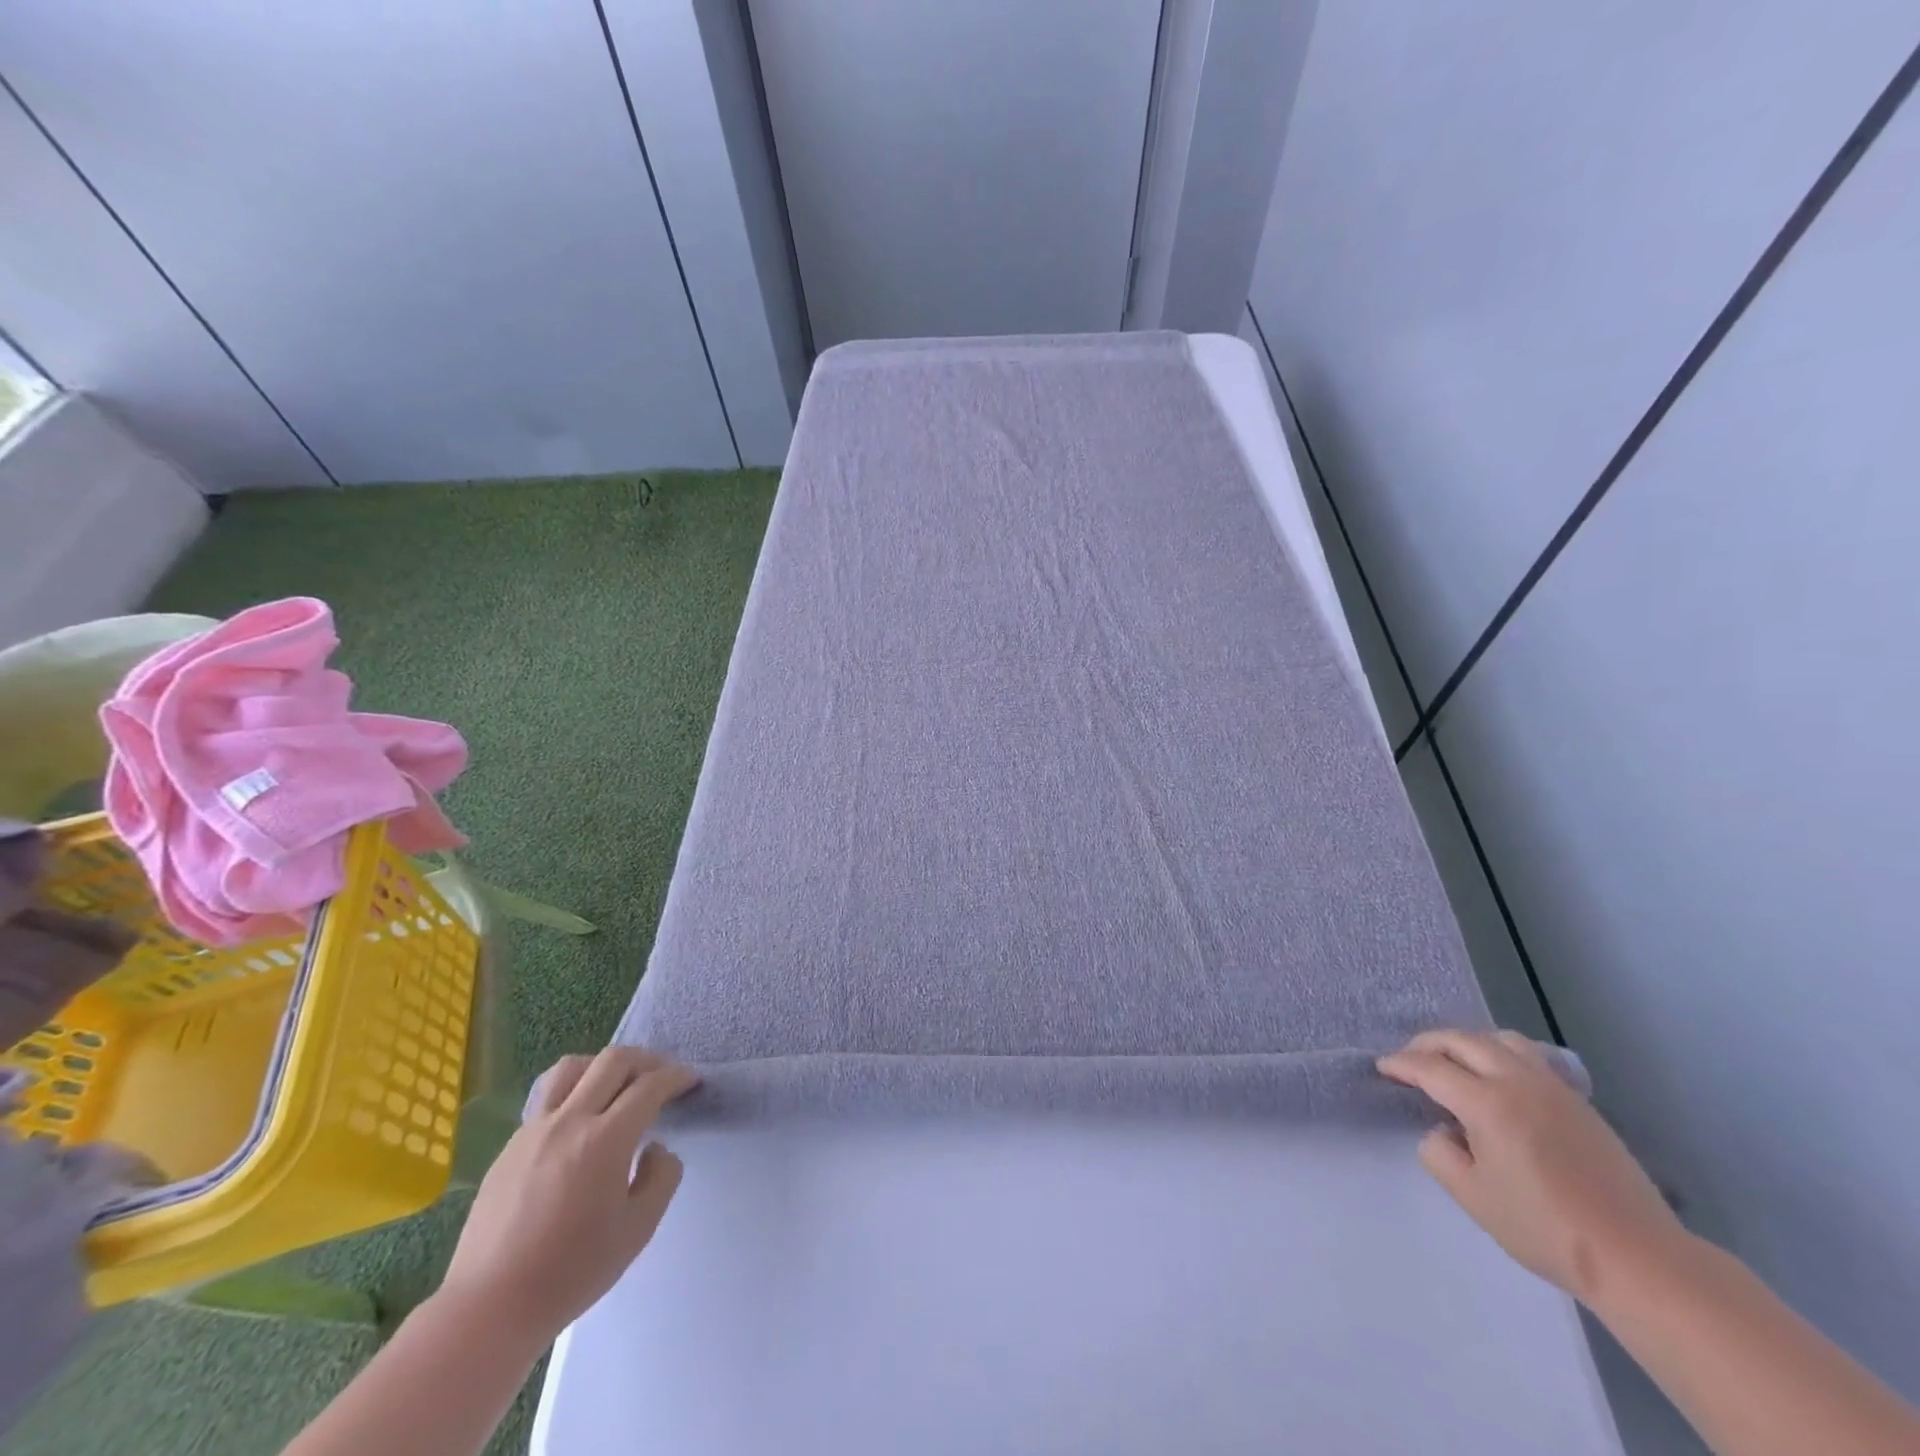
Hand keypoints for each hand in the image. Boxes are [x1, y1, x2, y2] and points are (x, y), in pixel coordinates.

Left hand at [439, 1047, 698, 1345]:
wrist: (489, 1307)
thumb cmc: (572, 1271)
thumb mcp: (638, 1230)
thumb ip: (661, 1177)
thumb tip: (656, 1147)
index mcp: (606, 1139)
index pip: (650, 1086)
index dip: (677, 1076)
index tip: (690, 1081)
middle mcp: (570, 1121)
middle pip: (613, 1060)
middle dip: (647, 1060)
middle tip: (662, 1076)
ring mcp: (534, 1130)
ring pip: (572, 1067)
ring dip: (603, 1066)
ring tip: (617, 1085)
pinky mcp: (510, 1146)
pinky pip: (547, 1099)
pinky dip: (574, 1093)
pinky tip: (580, 1125)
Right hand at [1377, 1028, 1688, 1306]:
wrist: (1638, 1258)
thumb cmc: (1545, 1229)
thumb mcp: (1472, 1197)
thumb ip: (1440, 1153)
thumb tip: (1444, 1131)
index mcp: (1487, 1103)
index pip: (1431, 1068)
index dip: (1401, 1065)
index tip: (1382, 1067)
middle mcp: (1518, 1082)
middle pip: (1463, 1040)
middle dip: (1429, 1044)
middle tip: (1410, 1059)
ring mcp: (1554, 1088)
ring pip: (1500, 1040)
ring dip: (1468, 1042)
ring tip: (1455, 1061)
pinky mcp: (1579, 1102)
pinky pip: (1529, 1056)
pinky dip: (1500, 1053)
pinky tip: (1499, 1078)